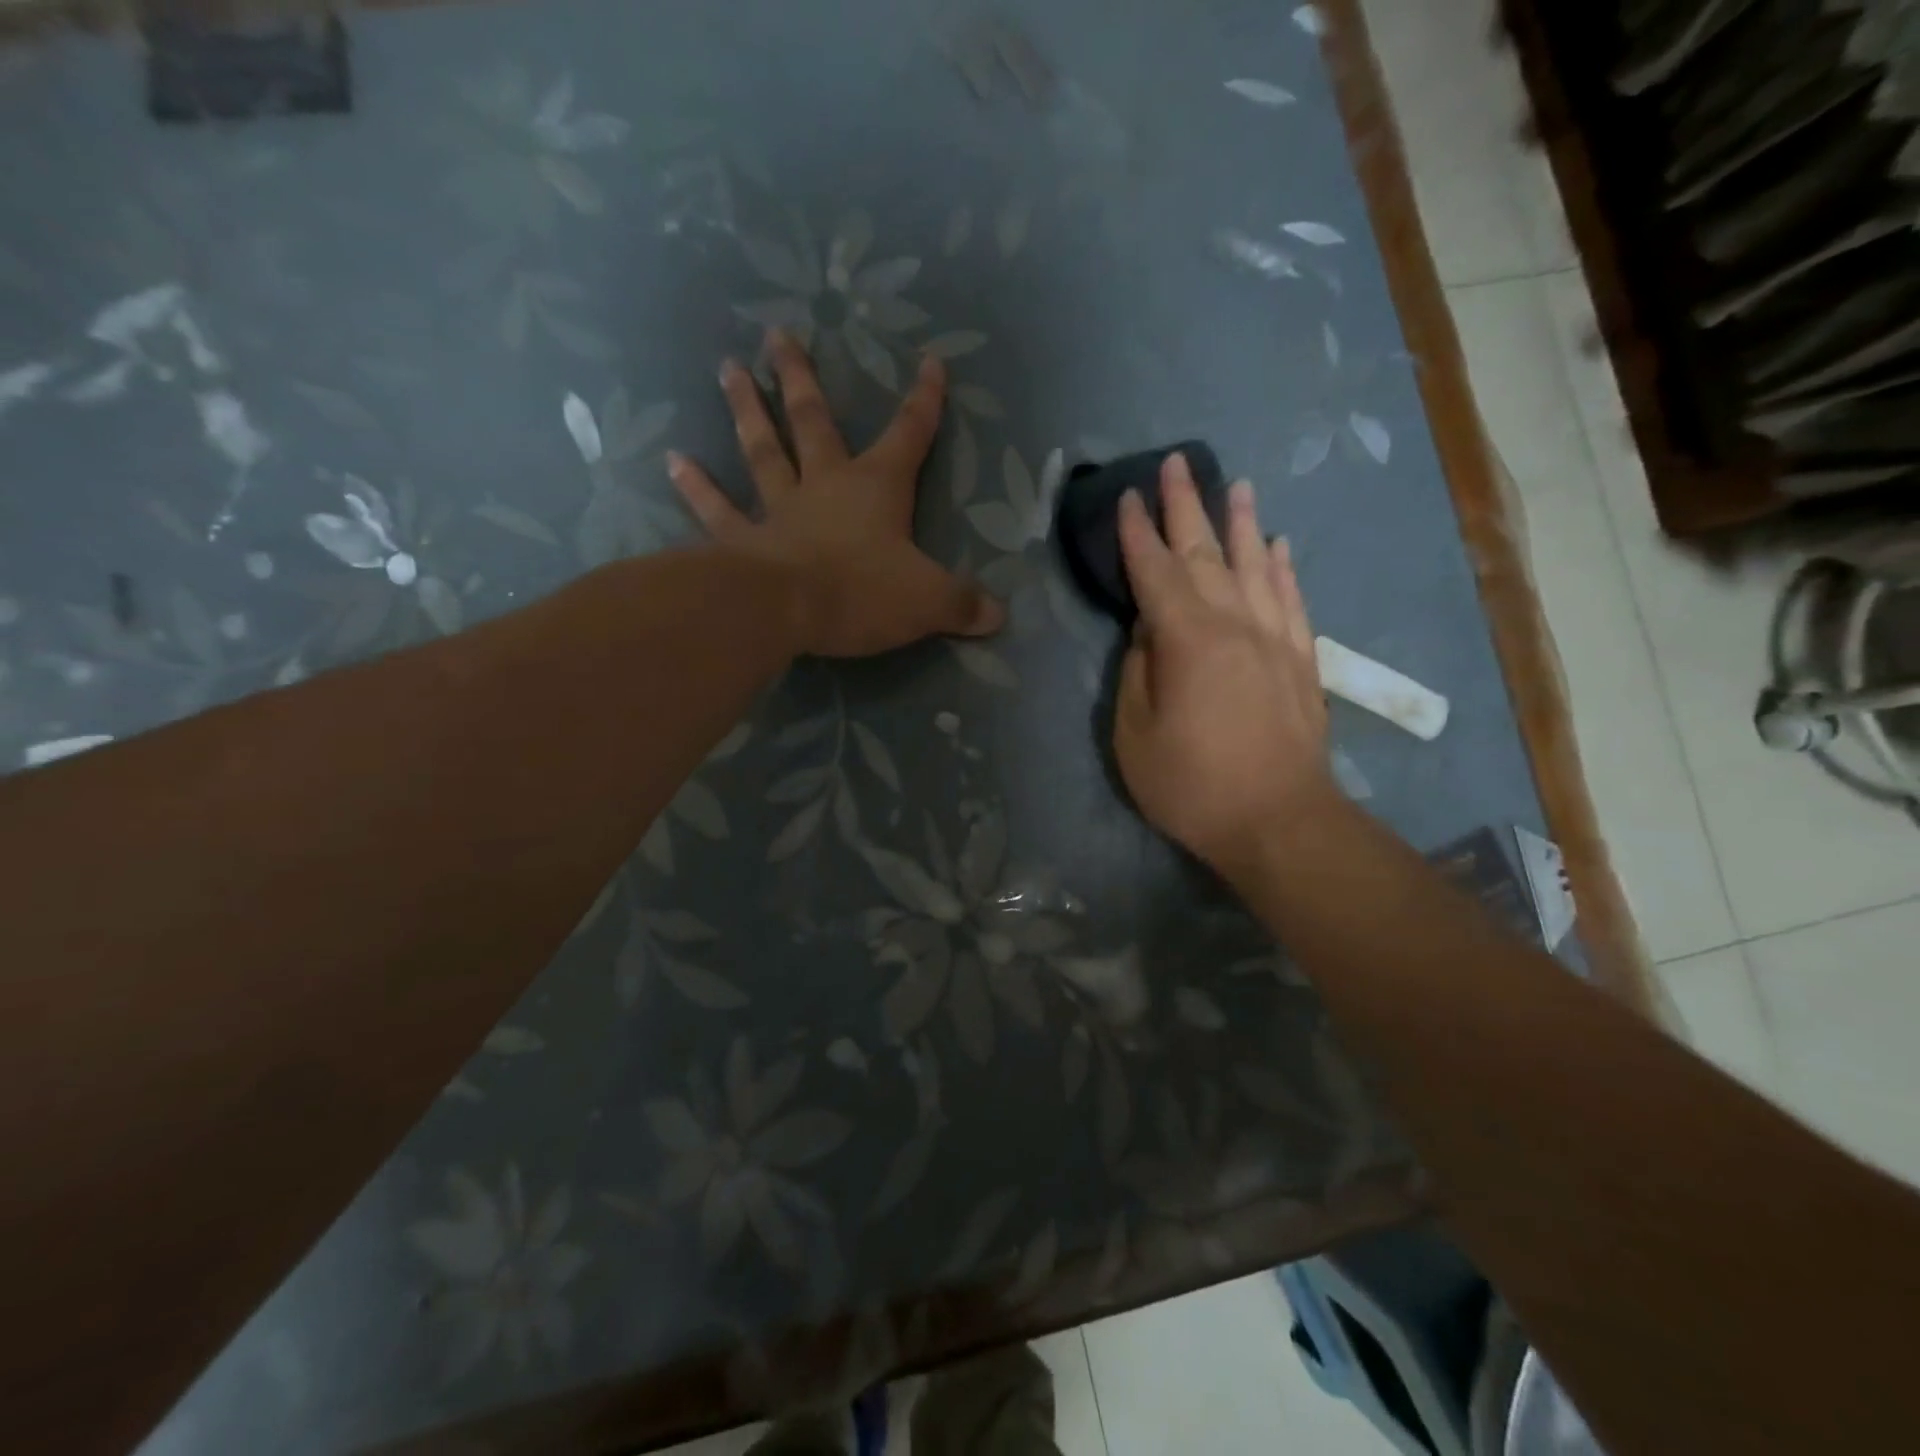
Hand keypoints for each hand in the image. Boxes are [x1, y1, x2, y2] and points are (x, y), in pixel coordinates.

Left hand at [668, 330, 1003, 657]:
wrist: (786, 610)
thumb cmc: (863, 593)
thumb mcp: (929, 600)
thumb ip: (963, 605)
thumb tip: (998, 616)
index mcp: (877, 488)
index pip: (909, 435)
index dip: (924, 401)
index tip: (930, 363)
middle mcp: (825, 485)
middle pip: (813, 421)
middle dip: (800, 378)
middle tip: (777, 334)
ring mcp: (779, 508)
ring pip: (762, 449)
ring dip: (746, 409)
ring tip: (728, 368)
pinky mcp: (743, 540)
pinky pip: (717, 509)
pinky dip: (696, 487)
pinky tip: (673, 460)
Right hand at [1113, 454, 1339, 873]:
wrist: (1280, 821)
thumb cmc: (1193, 785)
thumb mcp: (1134, 735)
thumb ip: (1136, 672)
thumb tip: (1147, 632)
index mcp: (1186, 639)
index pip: (1154, 571)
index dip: (1136, 533)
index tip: (1125, 497)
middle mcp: (1234, 624)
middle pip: (1206, 553)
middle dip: (1186, 506)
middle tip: (1176, 463)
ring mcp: (1275, 639)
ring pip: (1257, 564)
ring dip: (1242, 522)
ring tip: (1236, 485)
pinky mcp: (1302, 660)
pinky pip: (1292, 599)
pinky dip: (1283, 567)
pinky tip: (1279, 545)